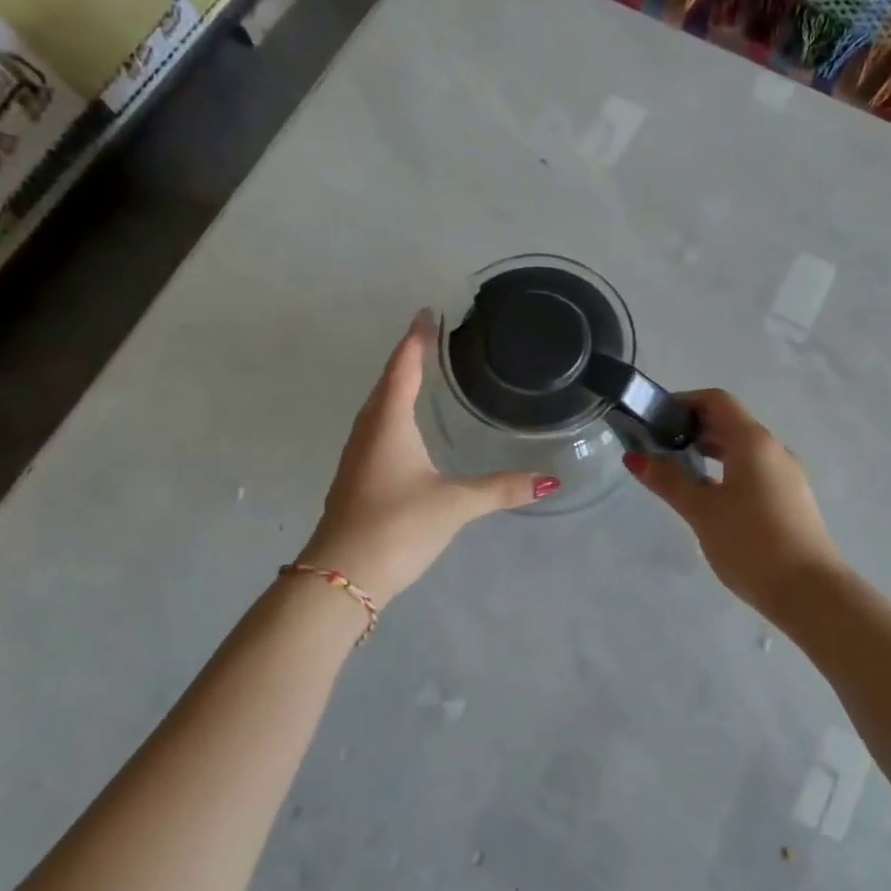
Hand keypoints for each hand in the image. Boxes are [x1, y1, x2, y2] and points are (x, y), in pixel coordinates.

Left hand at [295, 313, 555, 607]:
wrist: (341, 577)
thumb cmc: (397, 526)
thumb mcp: (454, 504)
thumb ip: (501, 489)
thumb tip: (549, 480)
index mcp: (388, 424)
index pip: (403, 369)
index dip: (416, 340)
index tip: (427, 313)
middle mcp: (368, 432)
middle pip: (386, 384)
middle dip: (406, 359)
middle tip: (430, 339)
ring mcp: (358, 457)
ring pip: (378, 409)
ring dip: (396, 388)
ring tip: (421, 376)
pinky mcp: (356, 479)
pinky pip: (376, 432)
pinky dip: (392, 416)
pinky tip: (406, 431)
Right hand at [624, 389, 844, 619]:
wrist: (809, 592)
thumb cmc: (751, 543)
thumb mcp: (703, 511)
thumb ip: (669, 481)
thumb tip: (635, 457)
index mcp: (754, 442)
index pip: (717, 401)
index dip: (683, 402)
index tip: (654, 420)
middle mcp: (774, 450)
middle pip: (730, 423)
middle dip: (693, 429)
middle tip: (658, 448)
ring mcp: (786, 476)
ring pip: (743, 450)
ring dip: (710, 452)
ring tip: (678, 473)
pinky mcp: (790, 500)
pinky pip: (754, 471)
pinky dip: (727, 471)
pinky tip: (709, 499)